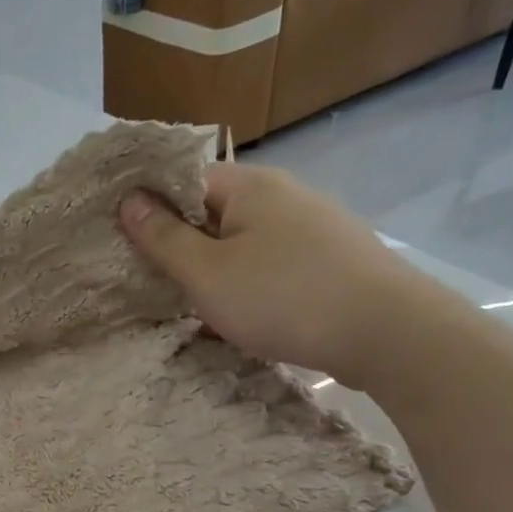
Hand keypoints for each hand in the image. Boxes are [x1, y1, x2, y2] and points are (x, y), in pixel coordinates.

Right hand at [118, 164, 434, 384]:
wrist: (386, 332)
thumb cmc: (282, 297)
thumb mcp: (206, 273)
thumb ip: (164, 238)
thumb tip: (128, 199)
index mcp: (249, 185)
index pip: (184, 179)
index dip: (151, 207)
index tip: (126, 243)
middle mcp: (283, 194)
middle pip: (214, 211)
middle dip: (181, 244)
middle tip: (152, 282)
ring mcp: (312, 226)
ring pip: (243, 242)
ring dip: (214, 270)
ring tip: (192, 306)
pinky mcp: (330, 259)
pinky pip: (271, 264)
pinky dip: (248, 284)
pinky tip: (241, 317)